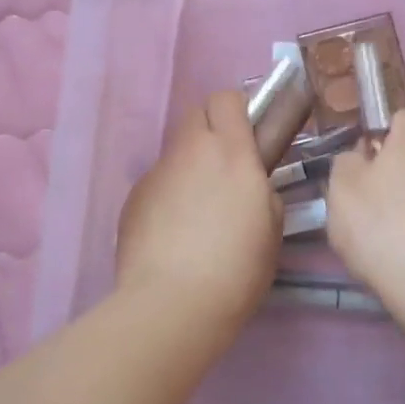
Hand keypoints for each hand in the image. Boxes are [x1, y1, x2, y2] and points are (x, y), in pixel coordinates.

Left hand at [115, 90, 281, 327]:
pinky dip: (168, 198)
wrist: (172, 304)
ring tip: (198, 215)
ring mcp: (156, 174)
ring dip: (190, 168)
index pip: (226, 98)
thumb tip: (247, 183)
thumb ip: (260, 189)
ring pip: (176, 153)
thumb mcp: (271, 226)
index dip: (237, 110)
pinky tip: (174, 237)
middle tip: (227, 169)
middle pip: (196, 115)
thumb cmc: (236, 267)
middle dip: (212, 131)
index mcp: (230, 152)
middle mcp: (189, 151)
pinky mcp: (133, 198)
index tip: (248, 135)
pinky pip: (157, 184)